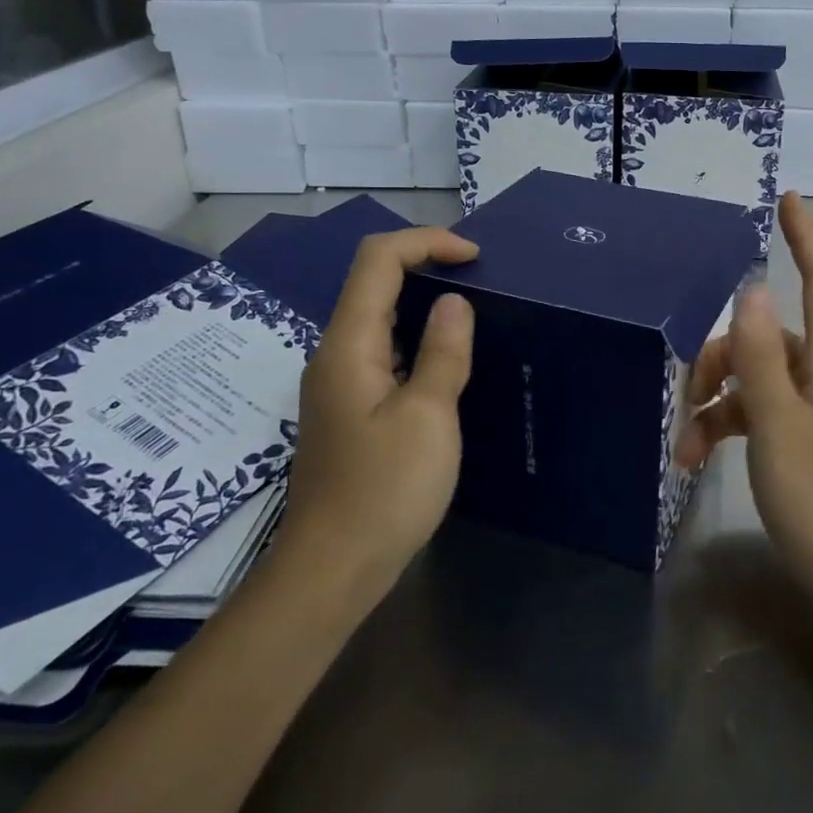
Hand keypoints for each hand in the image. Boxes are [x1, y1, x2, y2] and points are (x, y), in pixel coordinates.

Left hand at [282, 226, 478, 585]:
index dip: (426, 242)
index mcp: (349, 346)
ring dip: (421, 301)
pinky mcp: (349, 408)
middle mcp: (336, 354)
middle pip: (373, 282)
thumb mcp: (428, 417)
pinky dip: (416, 337)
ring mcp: (339, 383)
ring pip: (377, 317)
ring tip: (471, 311)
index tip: (474, 256)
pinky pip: (382, 351)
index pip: (378, 260)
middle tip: (480, 277)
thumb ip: (443, 352)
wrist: (332, 570)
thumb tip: (454, 302)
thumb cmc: (384, 491)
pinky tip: (446, 360)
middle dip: (425, 264)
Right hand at [675, 193, 812, 594]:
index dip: (807, 237)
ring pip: (756, 379)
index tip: (787, 198)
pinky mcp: (802, 443)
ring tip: (683, 445)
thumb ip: (761, 356)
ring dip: (715, 400)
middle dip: (723, 352)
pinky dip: (726, 427)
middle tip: (685, 389)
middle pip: (771, 334)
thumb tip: (753, 285)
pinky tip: (696, 459)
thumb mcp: (780, 425)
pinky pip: (757, 415)